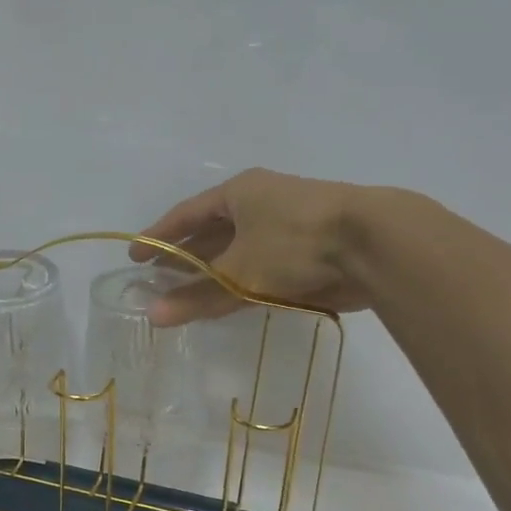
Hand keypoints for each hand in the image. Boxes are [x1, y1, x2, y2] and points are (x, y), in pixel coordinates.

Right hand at [131, 167, 380, 325]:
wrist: (375, 244)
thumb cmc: (295, 243)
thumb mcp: (238, 271)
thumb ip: (196, 296)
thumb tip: (152, 317)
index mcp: (239, 193)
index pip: (186, 214)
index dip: (159, 236)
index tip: (135, 255)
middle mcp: (260, 204)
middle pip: (211, 233)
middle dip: (184, 257)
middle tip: (156, 280)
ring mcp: (286, 226)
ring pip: (237, 252)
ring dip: (212, 273)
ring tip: (184, 295)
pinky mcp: (308, 251)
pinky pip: (261, 267)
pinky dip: (240, 284)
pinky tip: (226, 301)